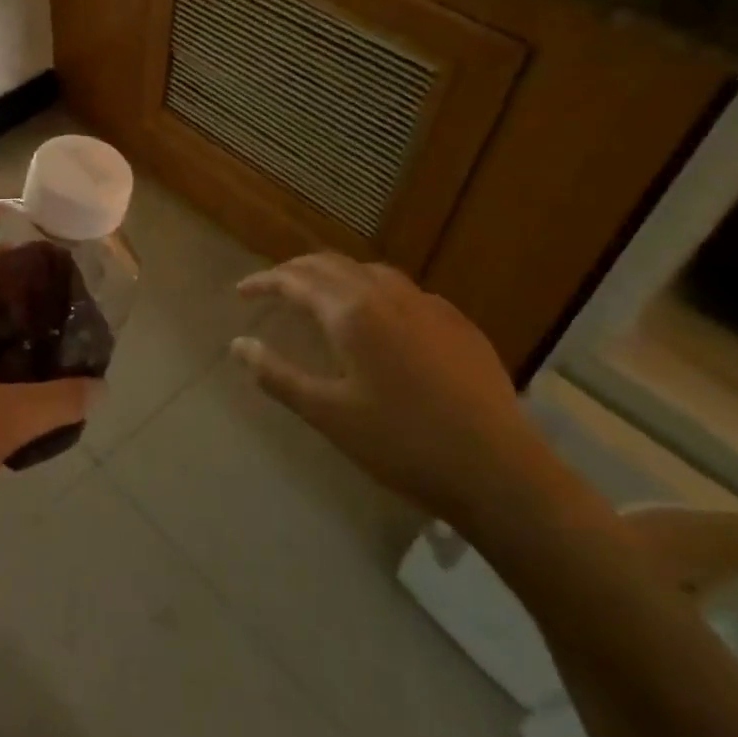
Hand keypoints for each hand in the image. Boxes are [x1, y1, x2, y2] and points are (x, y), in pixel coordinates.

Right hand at [232, 254, 542, 523]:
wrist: (498, 471)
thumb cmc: (402, 443)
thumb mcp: (329, 414)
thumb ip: (278, 375)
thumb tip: (238, 345)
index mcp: (352, 312)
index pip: (295, 280)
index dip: (264, 282)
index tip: (241, 292)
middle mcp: (388, 294)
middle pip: (331, 264)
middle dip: (296, 271)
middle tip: (273, 288)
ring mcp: (429, 305)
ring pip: (369, 271)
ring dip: (336, 276)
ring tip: (320, 296)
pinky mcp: (458, 324)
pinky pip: (403, 291)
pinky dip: (373, 292)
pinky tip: (379, 320)